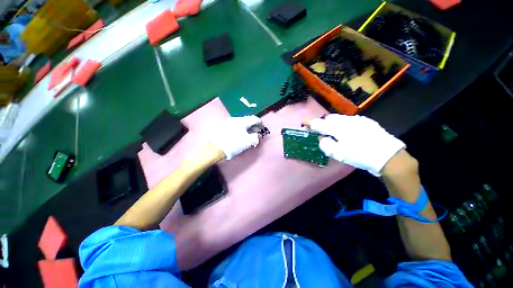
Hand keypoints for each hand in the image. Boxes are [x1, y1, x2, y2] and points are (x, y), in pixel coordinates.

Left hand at [210, 115, 261, 159]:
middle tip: (256, 132)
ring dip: (247, 128)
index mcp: (242, 121)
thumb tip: (257, 135)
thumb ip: (255, 137)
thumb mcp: (248, 141)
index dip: (260, 123)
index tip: (262, 128)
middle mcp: (235, 119)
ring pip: (241, 123)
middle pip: (247, 120)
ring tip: (249, 135)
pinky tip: (241, 135)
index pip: (254, 119)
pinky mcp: (224, 127)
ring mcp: (229, 123)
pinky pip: (236, 126)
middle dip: (253, 126)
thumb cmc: (234, 143)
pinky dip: (241, 129)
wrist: (216, 148)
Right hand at [309, 114, 404, 175]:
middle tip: (320, 131)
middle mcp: (347, 120)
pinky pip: (349, 120)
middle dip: (322, 123)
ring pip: (340, 118)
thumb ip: (325, 144)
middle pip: (329, 118)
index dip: (310, 122)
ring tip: (333, 132)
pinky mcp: (366, 122)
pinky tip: (347, 132)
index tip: (303, 123)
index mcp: (338, 128)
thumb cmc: (360, 155)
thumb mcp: (338, 153)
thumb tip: (321, 137)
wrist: (388, 156)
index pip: (319, 123)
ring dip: (333, 123)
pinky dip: (343, 124)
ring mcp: (358, 120)